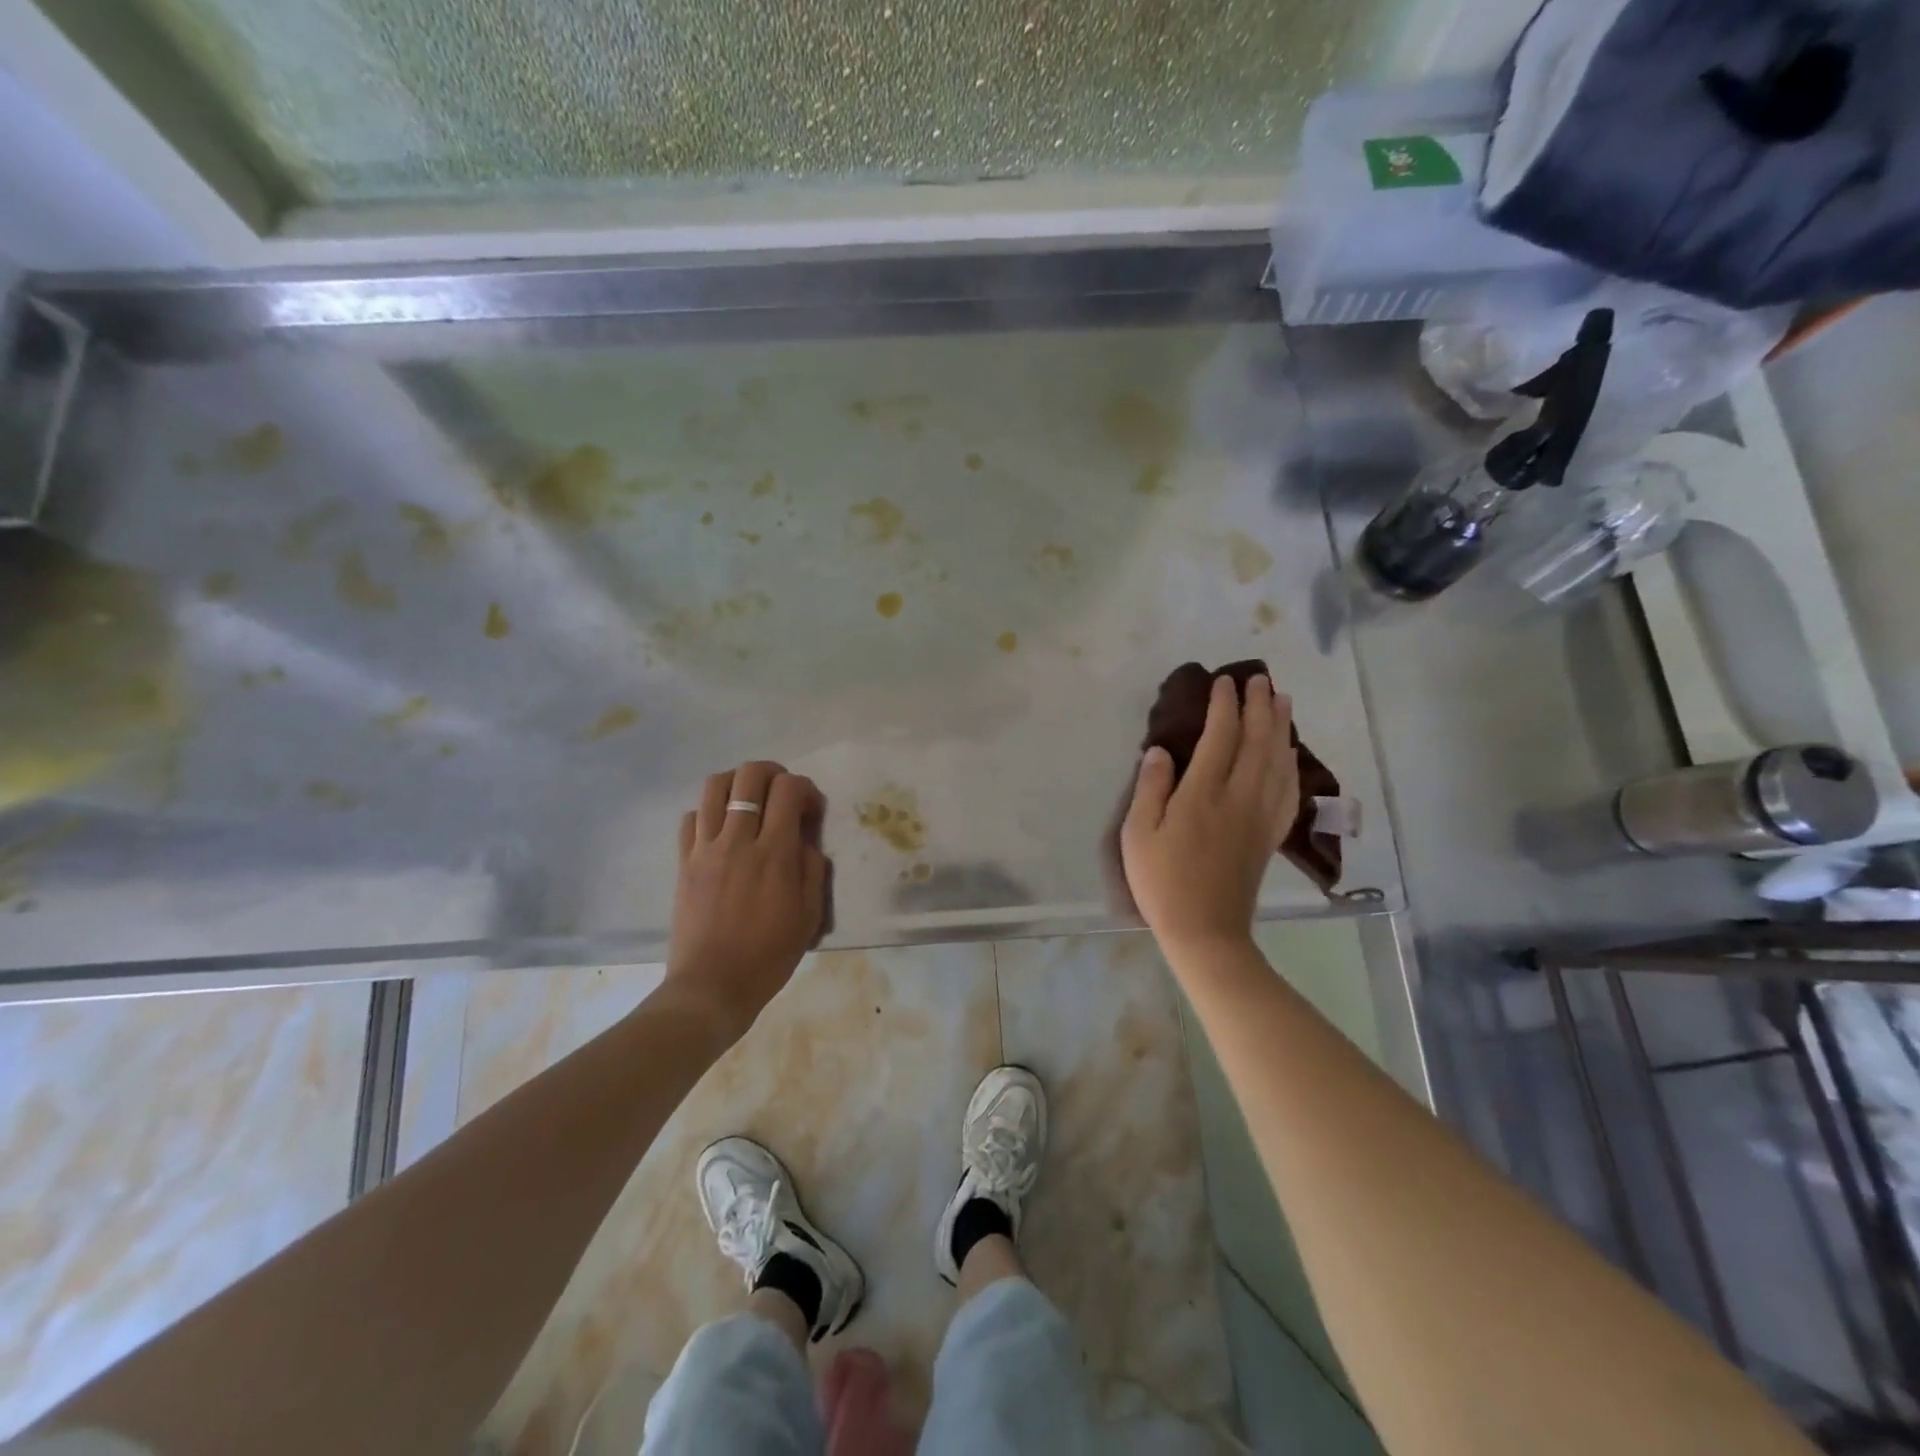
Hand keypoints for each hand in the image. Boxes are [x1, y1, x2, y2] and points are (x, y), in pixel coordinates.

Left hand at [663, 761, 828, 1043]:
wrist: (712, 987)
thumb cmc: (768, 956)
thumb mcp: (810, 916)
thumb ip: (812, 868)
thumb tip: (804, 838)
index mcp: (775, 854)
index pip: (789, 789)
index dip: (805, 789)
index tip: (811, 811)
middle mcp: (738, 840)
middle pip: (750, 775)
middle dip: (773, 773)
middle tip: (783, 795)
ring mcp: (706, 848)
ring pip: (714, 786)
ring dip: (737, 783)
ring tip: (750, 802)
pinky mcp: (684, 861)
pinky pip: (690, 817)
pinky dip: (708, 812)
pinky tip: (722, 831)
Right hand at [1121, 674, 1298, 954]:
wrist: (1206, 931)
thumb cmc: (1163, 882)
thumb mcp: (1139, 834)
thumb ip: (1150, 788)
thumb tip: (1161, 751)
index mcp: (1203, 794)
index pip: (1220, 737)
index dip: (1224, 706)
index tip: (1223, 682)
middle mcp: (1239, 797)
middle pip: (1257, 741)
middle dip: (1259, 706)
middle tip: (1259, 679)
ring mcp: (1261, 816)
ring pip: (1279, 760)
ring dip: (1281, 727)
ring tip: (1282, 701)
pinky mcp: (1270, 834)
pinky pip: (1289, 789)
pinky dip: (1291, 763)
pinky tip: (1290, 752)